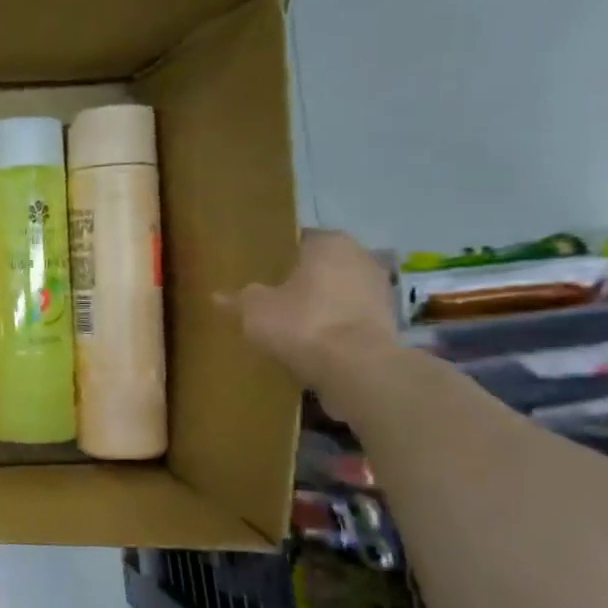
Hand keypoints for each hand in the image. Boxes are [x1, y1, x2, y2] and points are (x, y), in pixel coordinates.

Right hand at [224, 230, 397, 415]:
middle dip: (302, 280)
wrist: (357, 367)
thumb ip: (238, 299)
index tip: (261, 272)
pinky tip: (315, 342)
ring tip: (293, 323)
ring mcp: (380, 289)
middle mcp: (361, 257)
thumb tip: (217, 296)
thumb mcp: (254, 310)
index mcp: (329, 243)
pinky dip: (336, 325)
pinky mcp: (390, 322)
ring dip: (322, 303)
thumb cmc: (302, 323)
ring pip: (340, 291)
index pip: (298, 240)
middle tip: (273, 297)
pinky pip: (352, 317)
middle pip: (323, 265)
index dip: (278, 256)